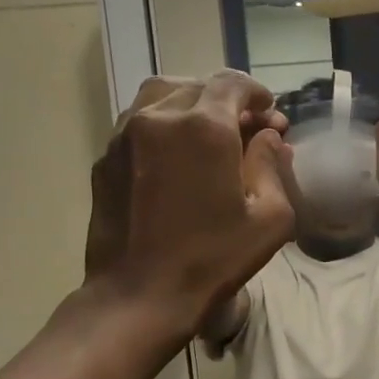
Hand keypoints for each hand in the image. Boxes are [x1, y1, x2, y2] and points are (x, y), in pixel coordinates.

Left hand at [83, 72, 294, 334]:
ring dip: (190, 105)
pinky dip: (162, 126)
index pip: (232, 83)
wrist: (139, 295)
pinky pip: (137, 123)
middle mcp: (160, 117)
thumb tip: (268, 138)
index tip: (268, 114)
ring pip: (160, 96)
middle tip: (243, 130)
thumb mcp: (269, 219)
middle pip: (197, 86)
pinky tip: (175, 158)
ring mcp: (125, 135)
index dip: (256, 94)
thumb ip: (273, 166)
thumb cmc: (212, 260)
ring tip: (207, 134)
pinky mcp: (104, 158)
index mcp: (204, 127)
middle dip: (226, 101)